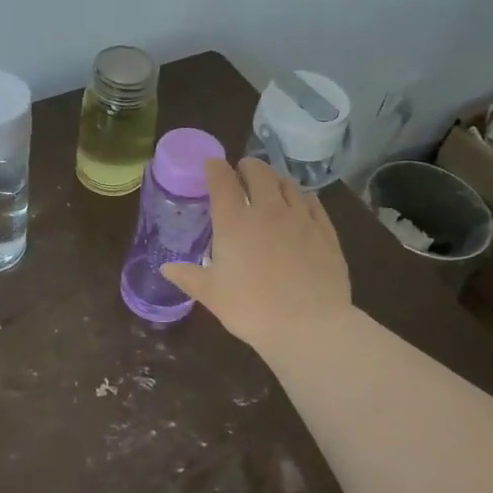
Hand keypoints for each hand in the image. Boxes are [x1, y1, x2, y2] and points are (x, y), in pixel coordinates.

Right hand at [161, 158, 352, 353]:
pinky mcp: (325, 231)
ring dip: (274, 179)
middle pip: (258, 171)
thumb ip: (188, 276)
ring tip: (269, 188)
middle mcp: (268, 210)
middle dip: (247, 166)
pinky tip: (299, 206)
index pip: (222, 180)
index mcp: (234, 221)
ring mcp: (300, 218)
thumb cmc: (252, 309)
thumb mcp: (212, 295)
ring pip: (287, 183)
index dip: (215, 168)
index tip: (211, 166)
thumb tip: (166, 268)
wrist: (309, 327)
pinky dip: (300, 197)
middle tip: (241, 174)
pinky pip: (312, 202)